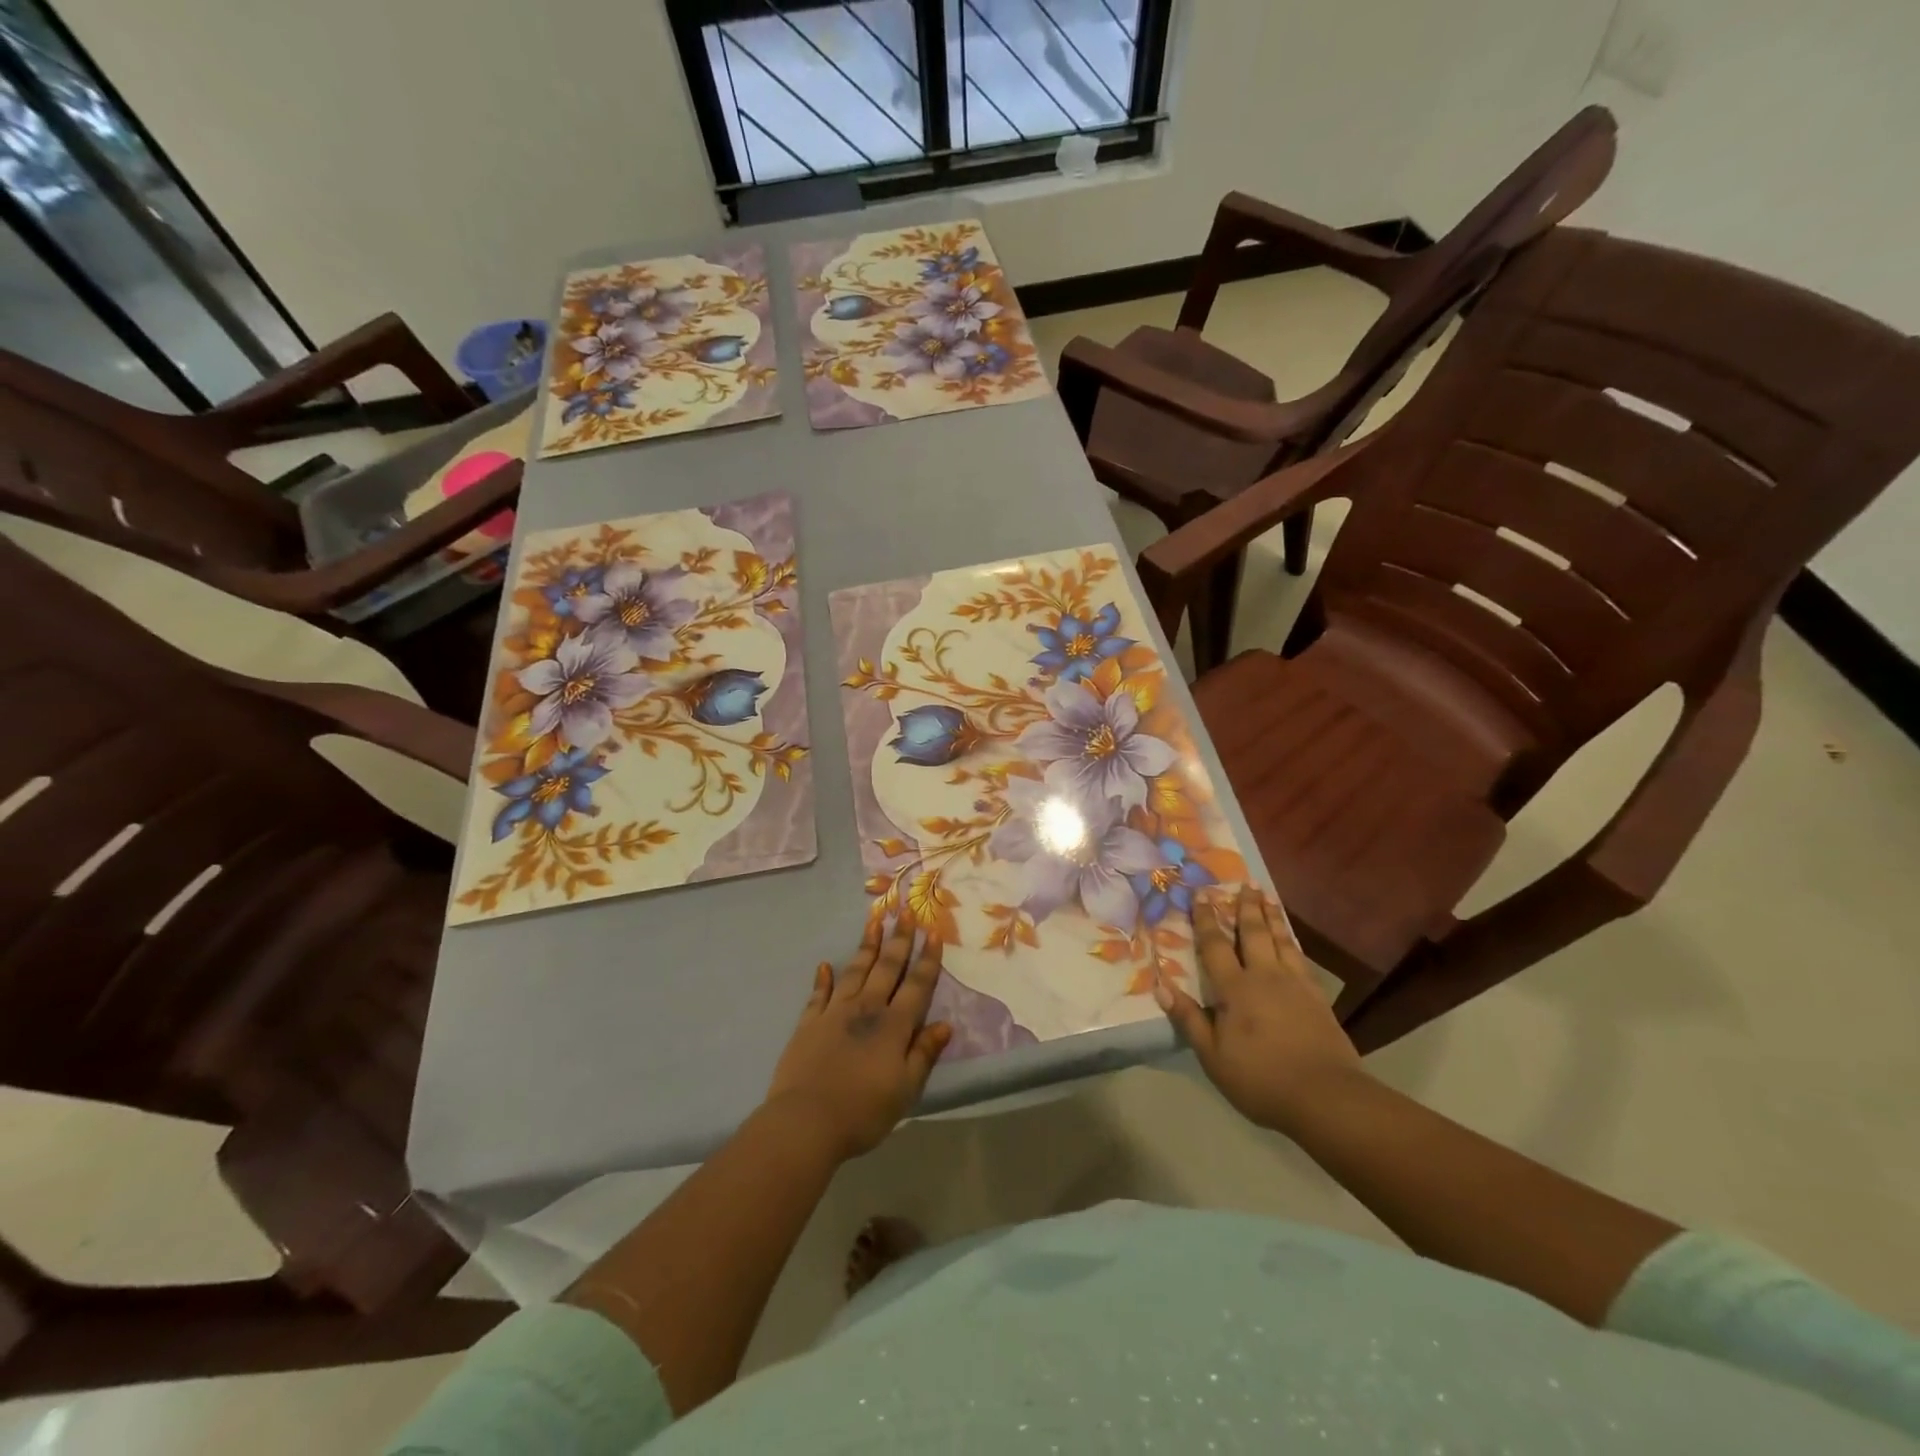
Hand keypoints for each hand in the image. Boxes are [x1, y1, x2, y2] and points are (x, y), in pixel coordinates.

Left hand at [764, 913, 952, 1161]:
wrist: (806, 1121)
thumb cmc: (863, 1111)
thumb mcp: (906, 1089)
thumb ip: (924, 1054)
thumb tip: (945, 1025)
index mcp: (894, 1026)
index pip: (917, 985)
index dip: (927, 959)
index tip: (934, 932)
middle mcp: (867, 1009)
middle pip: (887, 968)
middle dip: (899, 939)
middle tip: (906, 912)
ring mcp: (834, 1012)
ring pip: (855, 971)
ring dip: (866, 946)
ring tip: (874, 921)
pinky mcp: (809, 1023)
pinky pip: (819, 994)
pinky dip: (823, 978)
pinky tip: (825, 965)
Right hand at [1154, 885, 1365, 1135]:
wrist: (1326, 1097)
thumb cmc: (1261, 1078)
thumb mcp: (1213, 1056)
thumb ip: (1189, 1019)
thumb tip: (1161, 987)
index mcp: (1236, 988)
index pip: (1216, 946)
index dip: (1206, 920)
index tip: (1201, 895)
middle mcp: (1265, 976)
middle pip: (1254, 933)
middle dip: (1247, 908)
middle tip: (1245, 884)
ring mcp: (1295, 984)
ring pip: (1281, 940)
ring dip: (1272, 917)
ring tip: (1268, 897)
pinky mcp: (1318, 998)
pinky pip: (1301, 958)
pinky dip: (1292, 941)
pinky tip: (1291, 939)